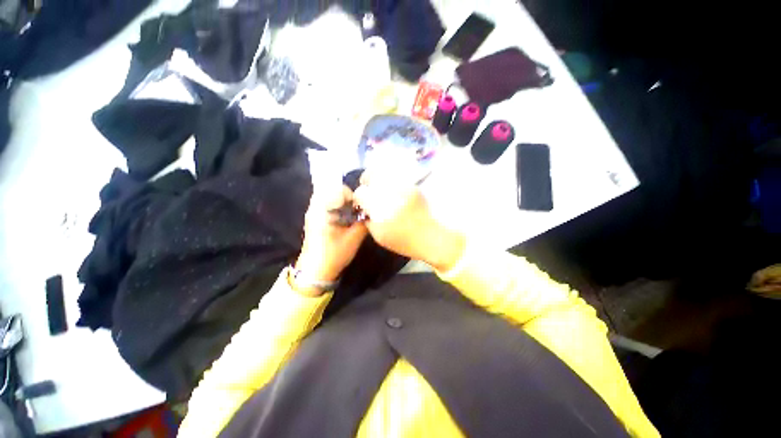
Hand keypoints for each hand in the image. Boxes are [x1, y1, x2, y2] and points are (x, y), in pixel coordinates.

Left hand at [294, 183, 367, 295]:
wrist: (315, 271)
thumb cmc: (334, 254)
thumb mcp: (354, 238)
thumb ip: (364, 221)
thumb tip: (371, 211)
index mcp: (323, 209)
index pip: (338, 188)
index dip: (352, 195)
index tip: (359, 206)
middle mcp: (315, 207)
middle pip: (333, 189)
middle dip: (347, 197)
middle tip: (357, 208)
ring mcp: (313, 212)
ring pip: (330, 197)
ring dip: (342, 201)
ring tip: (352, 212)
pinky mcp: (315, 218)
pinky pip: (327, 204)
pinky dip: (338, 206)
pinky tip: (346, 218)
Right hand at [353, 170, 464, 271]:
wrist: (432, 237)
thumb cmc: (405, 241)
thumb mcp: (379, 236)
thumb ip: (368, 219)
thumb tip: (363, 208)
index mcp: (382, 208)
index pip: (361, 193)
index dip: (359, 197)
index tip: (362, 203)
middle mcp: (392, 193)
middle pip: (371, 175)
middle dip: (366, 182)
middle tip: (368, 190)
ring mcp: (405, 186)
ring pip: (384, 173)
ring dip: (378, 180)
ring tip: (380, 190)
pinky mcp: (413, 186)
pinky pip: (397, 178)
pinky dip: (390, 183)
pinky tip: (393, 192)